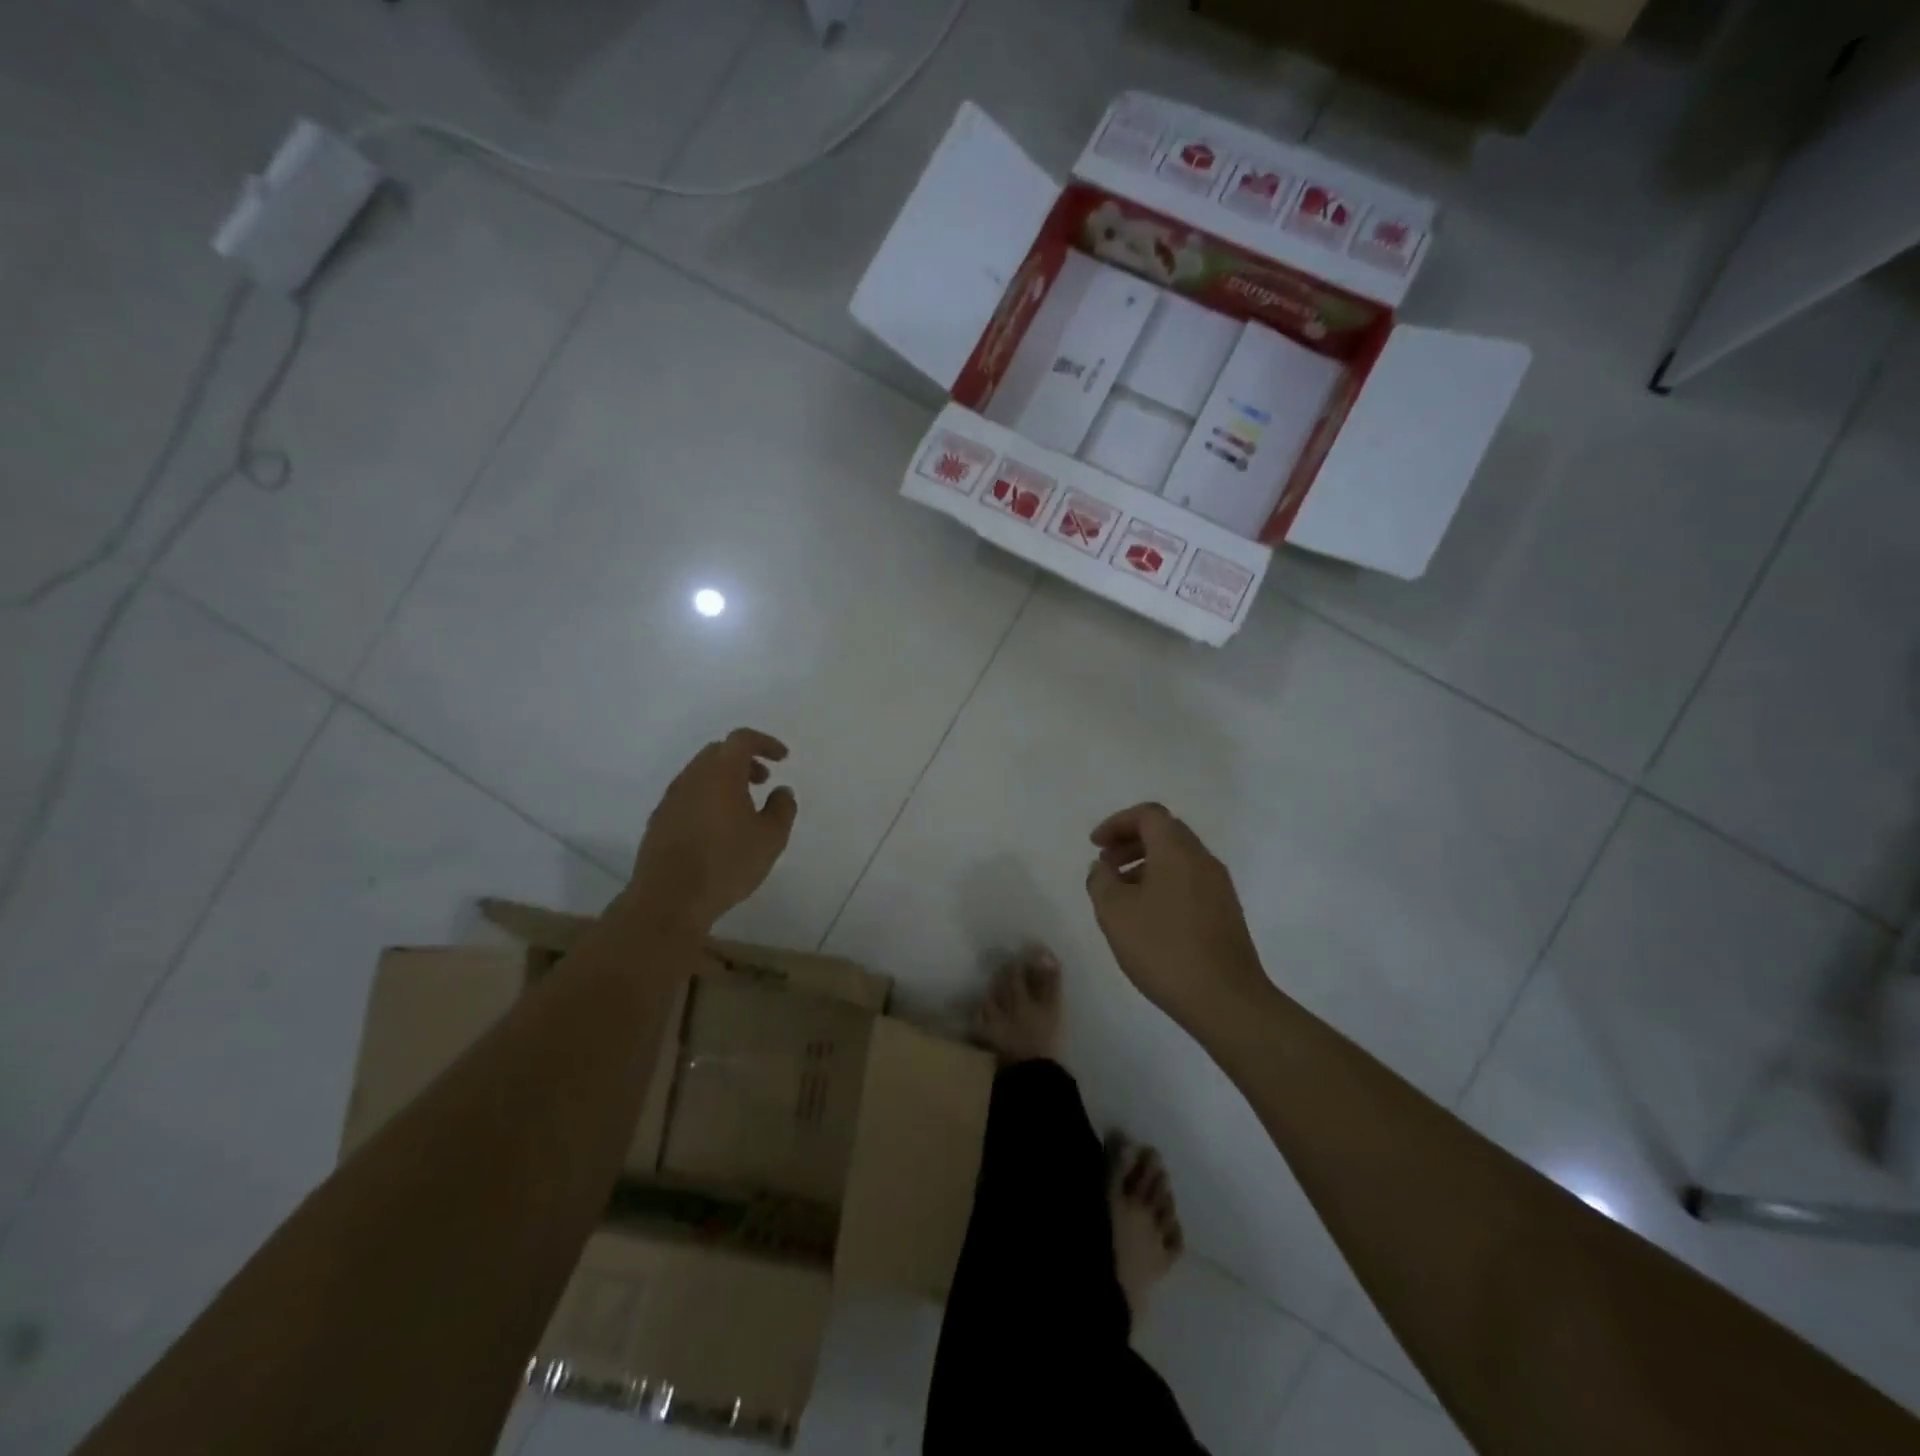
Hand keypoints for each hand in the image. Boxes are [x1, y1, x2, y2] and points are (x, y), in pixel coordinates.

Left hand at [626, 728, 797, 931]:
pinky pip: (687, 795)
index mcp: (720, 773)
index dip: (765, 743)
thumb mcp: (771, 839)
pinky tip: (717, 827)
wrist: (669, 899)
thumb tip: (781, 791)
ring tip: (743, 807)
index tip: (782, 758)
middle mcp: (692, 777)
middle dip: (744, 760)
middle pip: (718, 752)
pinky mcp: (659, 820)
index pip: (742, 739)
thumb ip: (782, 809)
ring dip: (724, 779)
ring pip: (700, 774)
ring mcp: (671, 798)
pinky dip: (707, 797)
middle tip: (763, 781)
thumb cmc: (726, 863)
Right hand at [1085, 803, 1268, 1026]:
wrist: (1226, 1000)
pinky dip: (1164, 884)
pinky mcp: (1226, 913)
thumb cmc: (1164, 948)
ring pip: (1179, 859)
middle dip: (1131, 842)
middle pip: (1166, 832)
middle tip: (1106, 865)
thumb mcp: (1115, 913)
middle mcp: (1203, 860)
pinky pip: (1189, 882)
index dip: (1117, 823)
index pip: (1148, 815)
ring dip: (1146, 864)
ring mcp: (1219, 887)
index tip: (1096, 845)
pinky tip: (1148, 917)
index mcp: (1177, 851)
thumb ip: (1101, 882)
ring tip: (1121, 894)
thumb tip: (1102, 868)